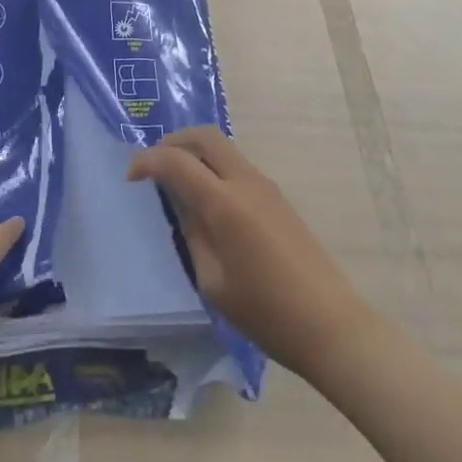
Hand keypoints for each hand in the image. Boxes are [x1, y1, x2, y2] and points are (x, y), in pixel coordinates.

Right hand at [127, 127, 369, 381]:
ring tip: (176, 182)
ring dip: (195, 152)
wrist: (331, 325)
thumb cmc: (266, 313)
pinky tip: (206, 199)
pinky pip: (237, 165)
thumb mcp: (213, 283)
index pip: (177, 162)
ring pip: (223, 147)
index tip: (131, 178)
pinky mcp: (278, 197)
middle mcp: (245, 181)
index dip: (148, 161)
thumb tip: (182, 207)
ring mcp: (266, 186)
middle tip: (154, 166)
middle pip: (204, 136)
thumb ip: (193, 235)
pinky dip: (213, 167)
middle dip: (173, 142)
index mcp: (224, 203)